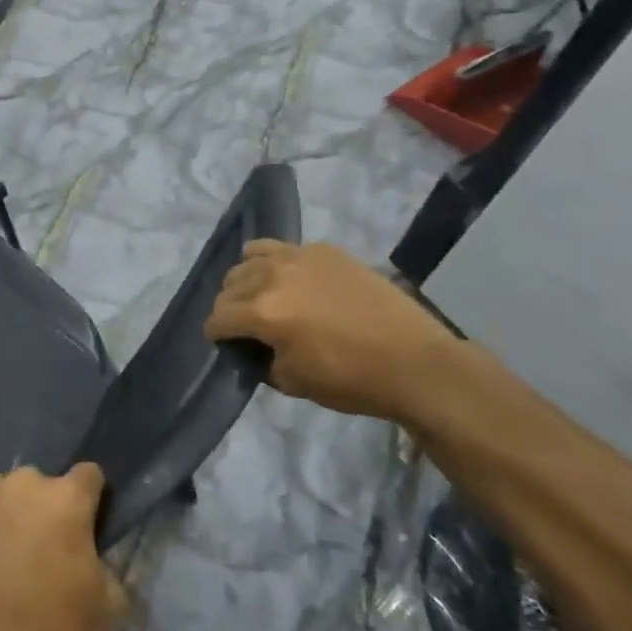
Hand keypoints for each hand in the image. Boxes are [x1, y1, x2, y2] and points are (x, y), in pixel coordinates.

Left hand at [0, 465, 126, 630]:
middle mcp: (26, 483)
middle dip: (49, 509)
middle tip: (49, 549)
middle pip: (45, 485)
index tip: (90, 527)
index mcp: (66, 497)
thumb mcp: (106, 607)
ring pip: (9, 492)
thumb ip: (106, 565)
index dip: (93, 499)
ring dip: (14, 512)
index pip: (90, 475)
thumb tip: (94, 557)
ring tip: (12, 553)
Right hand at [205, 240, 464, 420]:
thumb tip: (255, 349)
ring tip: (264, 296)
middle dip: (230, 305)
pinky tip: (294, 282)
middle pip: (230, 283)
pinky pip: (285, 248)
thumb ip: (263, 361)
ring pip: (251, 256)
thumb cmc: (352, 379)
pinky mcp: (326, 250)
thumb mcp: (294, 382)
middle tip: (245, 325)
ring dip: (248, 278)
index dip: (216, 334)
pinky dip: (277, 262)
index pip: (218, 317)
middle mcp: (273, 275)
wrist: (415, 362)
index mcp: (262, 312)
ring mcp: (300, 256)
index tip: (224, 344)